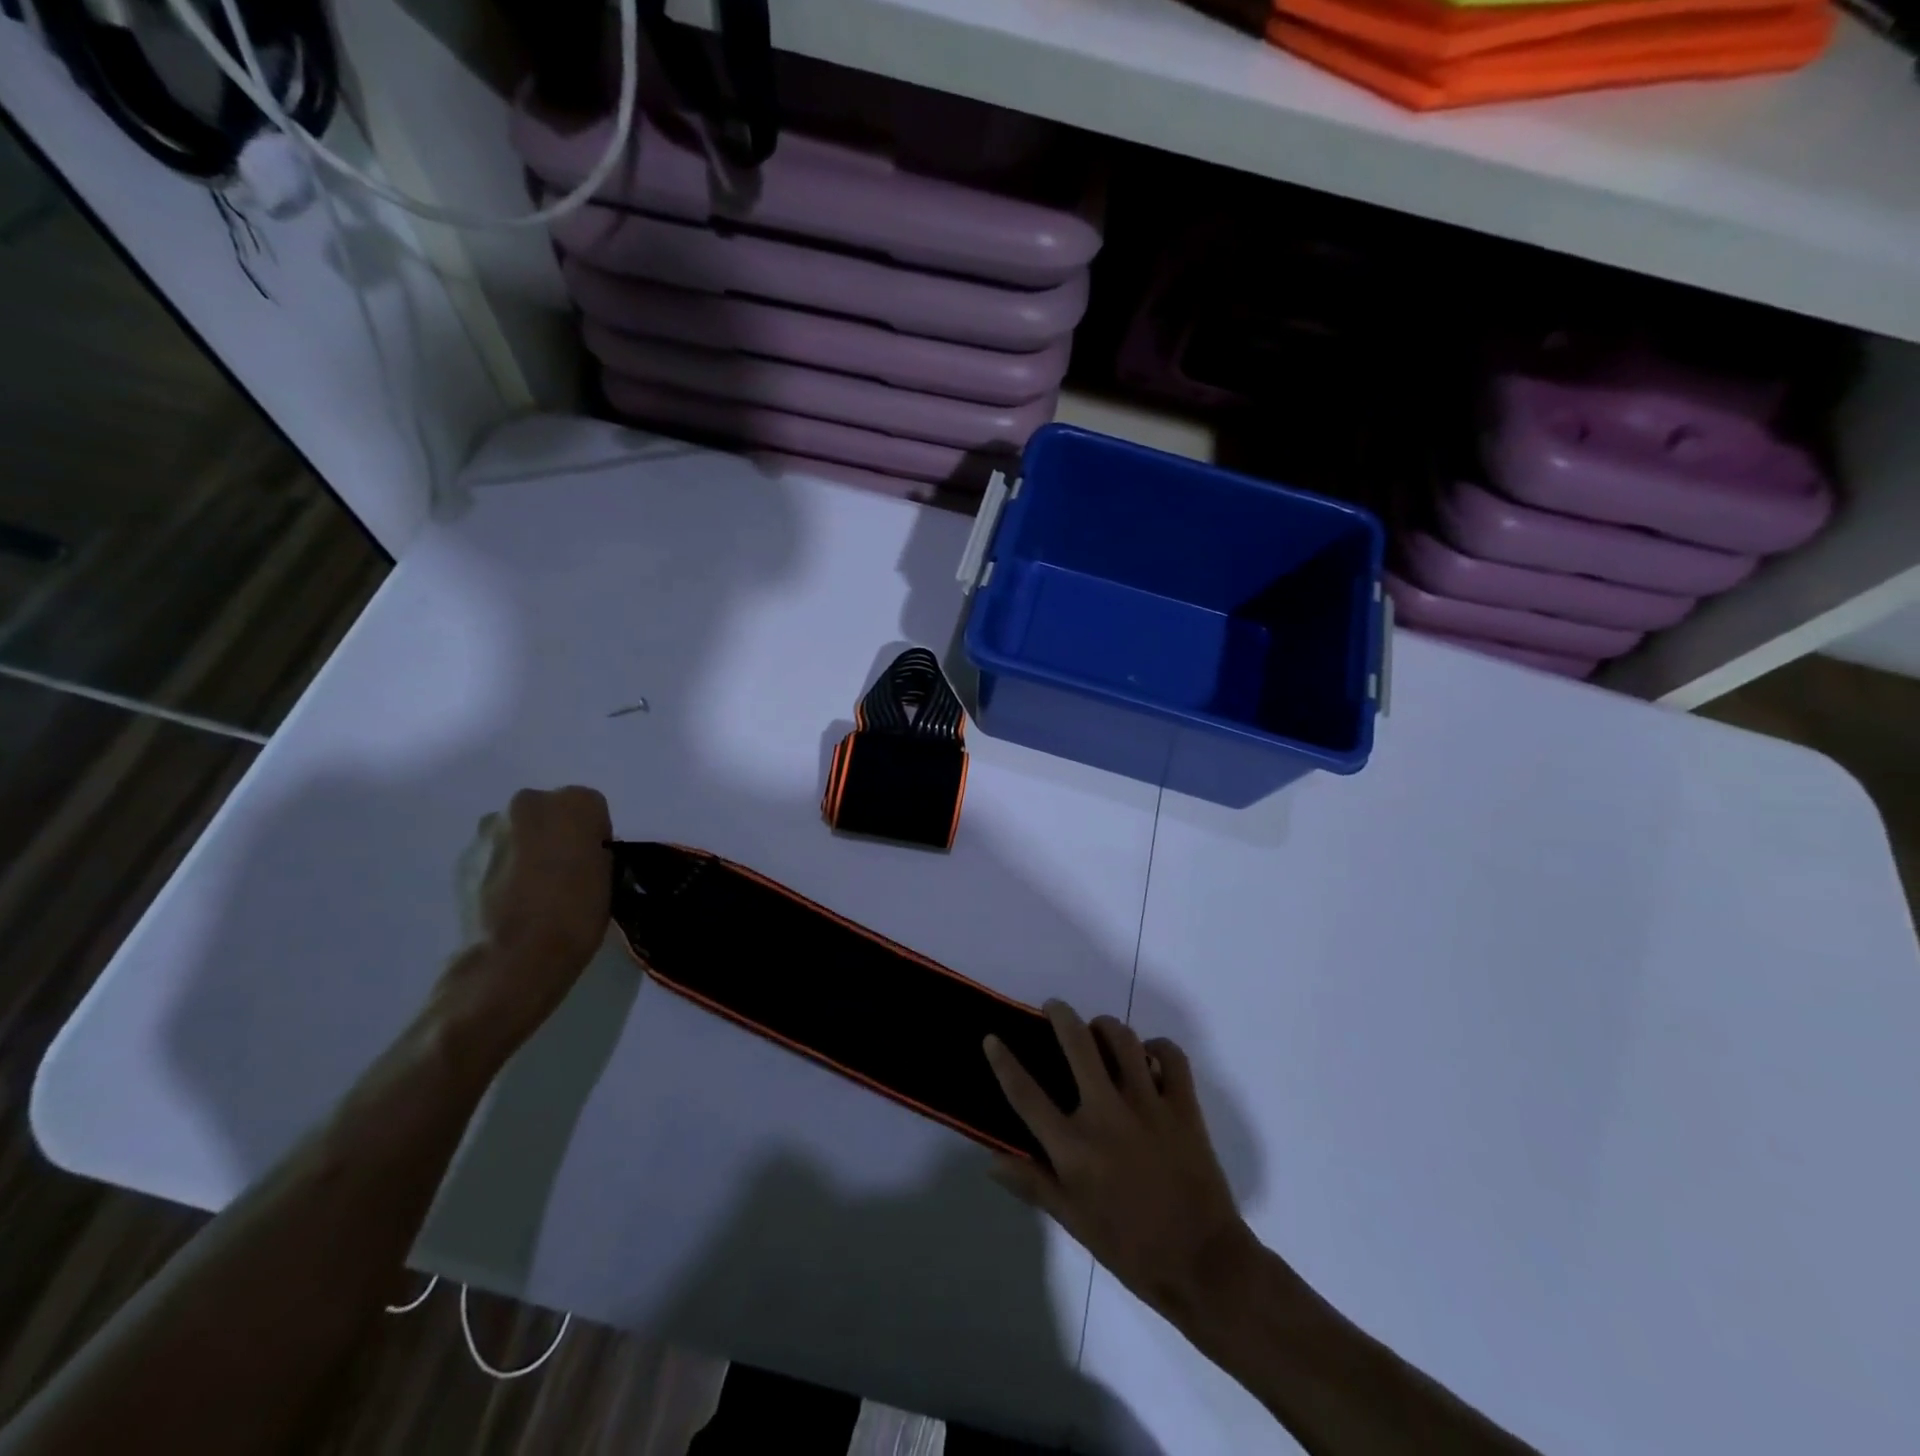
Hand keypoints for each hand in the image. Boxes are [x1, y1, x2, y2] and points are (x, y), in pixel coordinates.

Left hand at [429, 786, 612, 1070]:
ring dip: (527, 850)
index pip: (592, 808)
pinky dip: (502, 869)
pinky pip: (494, 855)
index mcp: (573, 803)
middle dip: (557, 835)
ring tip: (533, 892)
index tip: (594, 865)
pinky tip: (510, 902)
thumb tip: (581, 854)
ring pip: (518, 832)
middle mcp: (528, 803)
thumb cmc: (575, 915)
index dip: (595, 837)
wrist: (512, 959)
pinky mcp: (462, 857)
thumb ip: (595, 852)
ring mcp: (489, 829)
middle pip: (550, 812)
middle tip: (565, 874)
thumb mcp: (609, 877)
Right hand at [985, 1002, 1252, 1325]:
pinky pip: (1171, 1056)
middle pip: (1078, 1044)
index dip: (1004, 1062)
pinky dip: (1158, 1047)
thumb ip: (1033, 1184)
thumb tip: (993, 1159)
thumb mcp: (1074, 1222)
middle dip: (1061, 1016)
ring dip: (1106, 1026)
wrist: (1202, 1265)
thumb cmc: (1131, 1249)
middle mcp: (1106, 1115)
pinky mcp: (1184, 1107)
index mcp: (1074, 1148)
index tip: (992, 1037)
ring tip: (1099, 1029)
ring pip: (1123, 1040)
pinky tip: (1149, 1055)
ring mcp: (1148, 1105)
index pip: (1026, 1095)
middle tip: (1054, 1007)